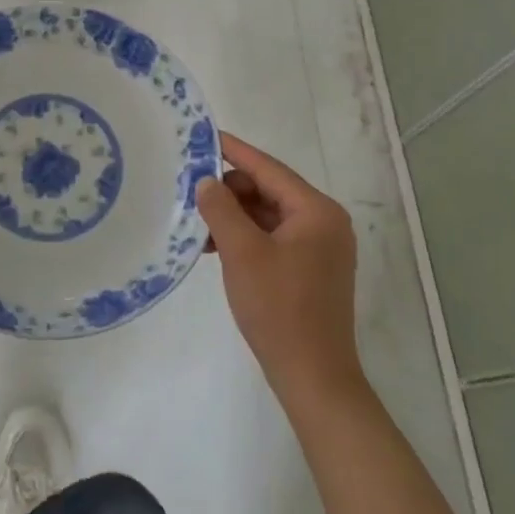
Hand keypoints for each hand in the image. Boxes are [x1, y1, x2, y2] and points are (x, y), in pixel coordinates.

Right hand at [198, 131, 361, 407]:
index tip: (203, 135)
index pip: (268, 168)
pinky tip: (214, 246)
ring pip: (267, 215)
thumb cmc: (279, 308)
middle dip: (229, 190)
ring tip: (197, 223)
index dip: (233, 151)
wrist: (313, 377)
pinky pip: (272, 237)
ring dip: (233, 215)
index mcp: (316, 211)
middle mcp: (324, 222)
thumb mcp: (242, 252)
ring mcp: (319, 247)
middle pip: (268, 190)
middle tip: (190, 191)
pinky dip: (245, 236)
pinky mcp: (310, 269)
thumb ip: (221, 208)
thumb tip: (207, 182)